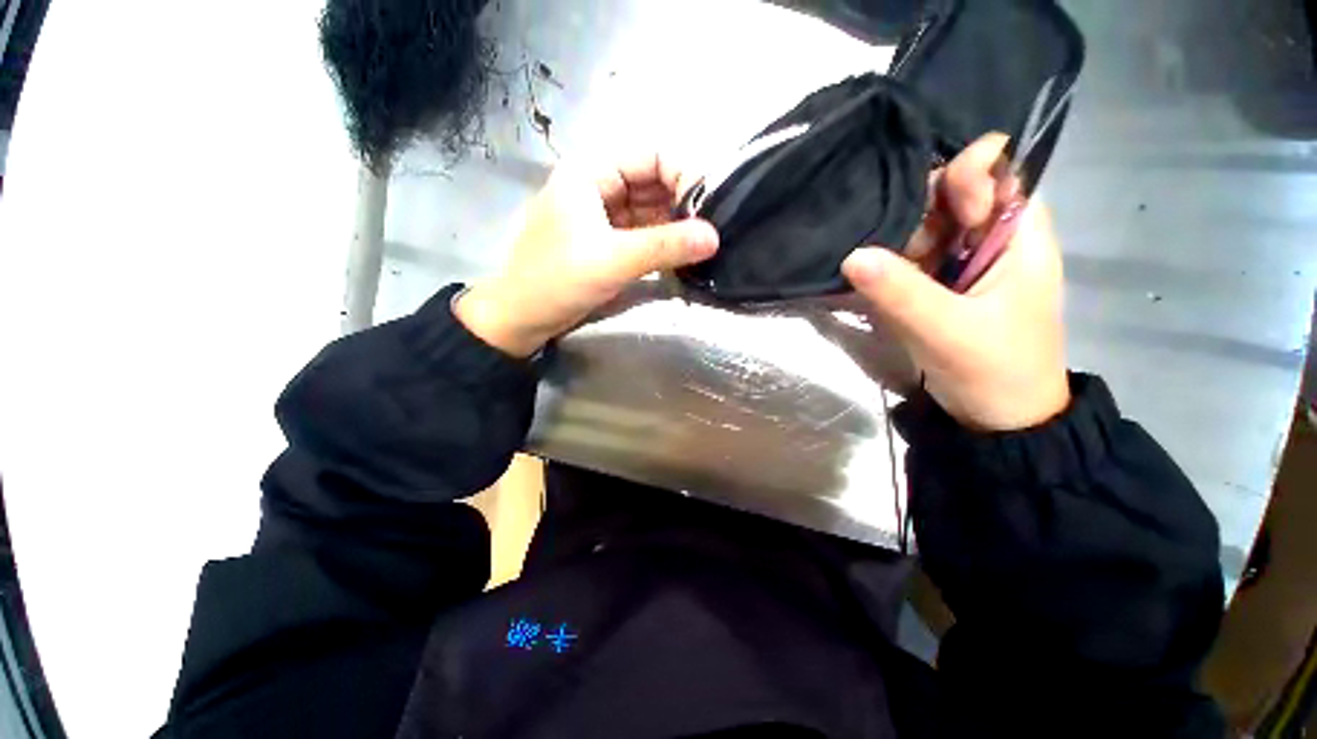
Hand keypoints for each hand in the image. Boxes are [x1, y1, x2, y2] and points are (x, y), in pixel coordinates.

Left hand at [455, 154, 718, 356]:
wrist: (522, 318)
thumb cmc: (557, 281)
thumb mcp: (612, 260)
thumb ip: (664, 247)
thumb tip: (714, 237)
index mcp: (590, 172)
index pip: (651, 155)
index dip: (683, 175)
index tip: (707, 209)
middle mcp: (599, 187)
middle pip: (652, 182)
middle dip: (682, 203)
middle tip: (710, 231)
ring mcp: (603, 216)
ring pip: (649, 210)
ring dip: (675, 226)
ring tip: (702, 245)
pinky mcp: (607, 242)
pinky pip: (642, 233)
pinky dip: (662, 242)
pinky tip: (682, 254)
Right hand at [841, 134, 1068, 431]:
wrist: (997, 421)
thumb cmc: (992, 371)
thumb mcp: (946, 331)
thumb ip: (901, 292)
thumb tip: (851, 255)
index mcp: (1018, 239)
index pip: (1000, 175)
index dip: (965, 175)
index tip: (923, 202)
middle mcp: (994, 242)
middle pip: (956, 199)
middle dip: (918, 211)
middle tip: (884, 238)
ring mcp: (965, 266)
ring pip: (929, 230)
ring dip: (898, 240)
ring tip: (870, 258)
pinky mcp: (942, 288)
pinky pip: (915, 260)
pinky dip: (892, 262)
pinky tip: (871, 272)